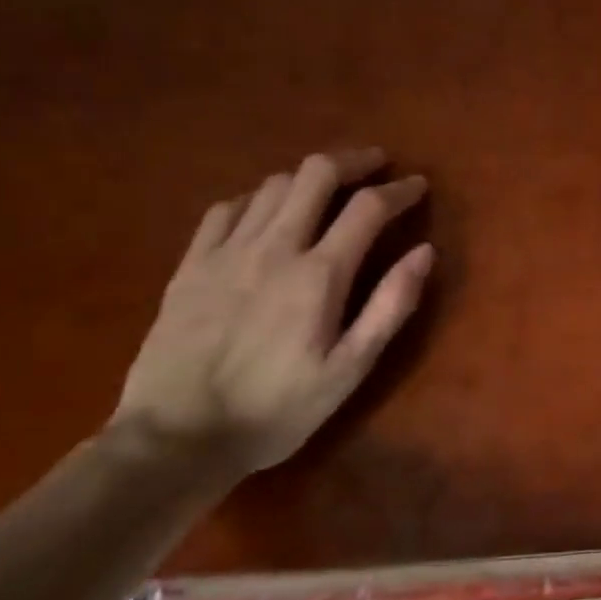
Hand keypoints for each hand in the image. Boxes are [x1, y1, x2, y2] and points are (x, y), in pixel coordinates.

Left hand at [115, 148, 432, 476]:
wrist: (176, 439)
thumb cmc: (277, 410)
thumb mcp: (350, 370)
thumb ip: (390, 306)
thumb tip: (425, 252)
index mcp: (319, 274)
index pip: (368, 208)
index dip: (399, 190)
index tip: (418, 186)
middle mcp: (274, 247)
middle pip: (315, 174)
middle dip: (353, 161)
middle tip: (376, 165)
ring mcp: (226, 251)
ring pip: (273, 185)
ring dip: (309, 177)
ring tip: (329, 187)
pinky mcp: (191, 265)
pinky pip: (227, 208)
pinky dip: (258, 198)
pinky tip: (266, 212)